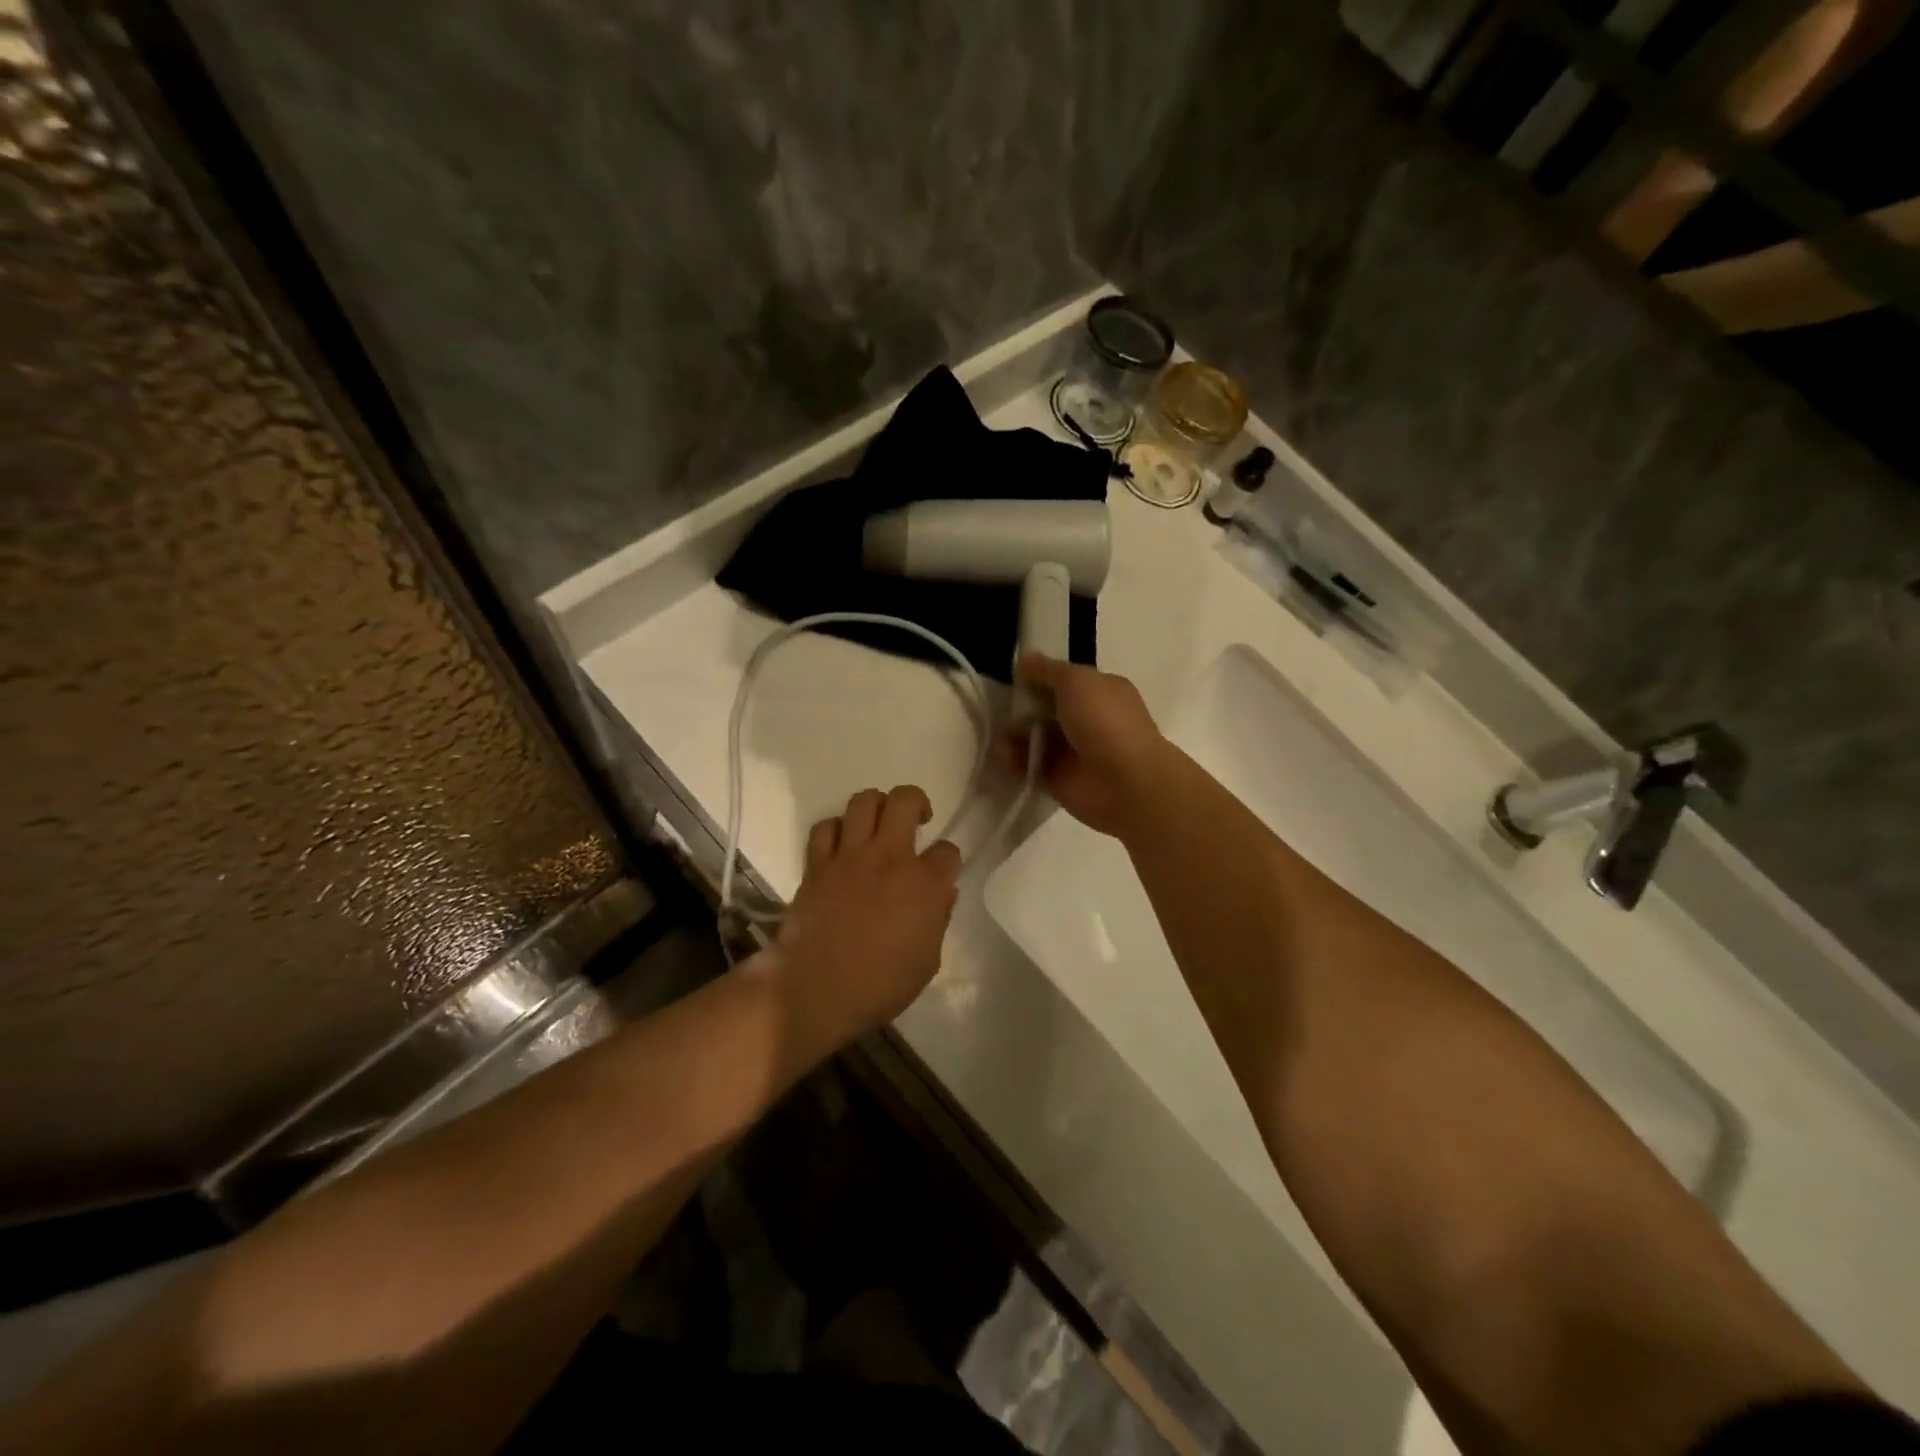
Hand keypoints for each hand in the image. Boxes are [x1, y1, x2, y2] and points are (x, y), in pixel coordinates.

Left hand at [772, 785, 961, 1047]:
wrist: (816, 993)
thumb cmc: (880, 986)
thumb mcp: (928, 960)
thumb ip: (938, 919)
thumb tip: (942, 893)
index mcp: (924, 884)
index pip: (948, 851)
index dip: (948, 859)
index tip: (942, 871)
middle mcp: (889, 858)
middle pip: (905, 800)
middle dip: (917, 802)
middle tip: (916, 820)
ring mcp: (849, 857)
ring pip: (864, 801)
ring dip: (876, 806)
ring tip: (878, 825)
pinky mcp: (817, 866)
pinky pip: (825, 828)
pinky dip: (836, 829)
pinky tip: (841, 845)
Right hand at [1006, 653, 1168, 836]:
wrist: (1125, 783)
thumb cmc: (1105, 722)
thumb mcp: (1076, 681)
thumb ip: (1047, 670)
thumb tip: (1024, 659)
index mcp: (1101, 691)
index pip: (1065, 680)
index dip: (1039, 677)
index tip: (1013, 677)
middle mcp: (1089, 720)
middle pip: (1046, 709)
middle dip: (1022, 707)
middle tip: (998, 707)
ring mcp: (1073, 751)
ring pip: (1035, 737)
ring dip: (1014, 734)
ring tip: (998, 733)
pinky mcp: (1058, 779)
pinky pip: (1029, 765)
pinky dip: (1015, 760)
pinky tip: (1004, 755)